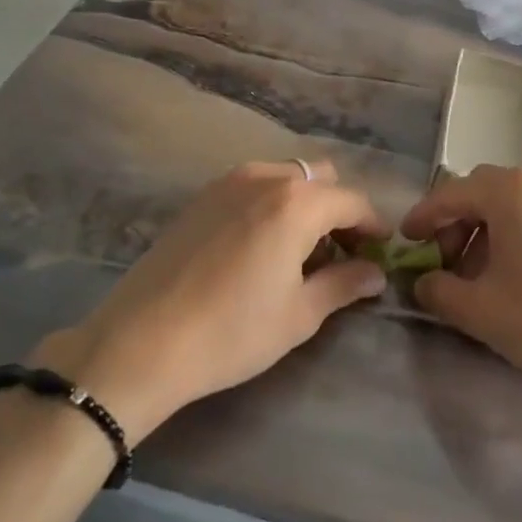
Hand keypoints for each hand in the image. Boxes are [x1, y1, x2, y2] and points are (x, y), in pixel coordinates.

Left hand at [33, 162, 387, 439]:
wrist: (140, 343)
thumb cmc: (231, 332)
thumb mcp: (299, 314)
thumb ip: (343, 284)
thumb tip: (375, 273)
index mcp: (297, 203)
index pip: (352, 201)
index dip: (373, 225)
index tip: (381, 251)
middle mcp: (266, 178)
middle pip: (320, 178)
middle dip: (339, 209)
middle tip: (341, 252)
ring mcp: (228, 182)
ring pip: (286, 177)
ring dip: (305, 204)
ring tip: (300, 251)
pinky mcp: (201, 197)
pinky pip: (253, 186)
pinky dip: (272, 204)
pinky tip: (262, 247)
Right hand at [400, 165, 521, 399]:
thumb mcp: (481, 311)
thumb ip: (439, 291)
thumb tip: (423, 282)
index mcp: (511, 191)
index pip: (451, 193)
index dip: (423, 216)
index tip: (407, 240)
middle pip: (483, 194)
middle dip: (456, 225)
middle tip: (444, 262)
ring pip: (514, 207)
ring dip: (487, 233)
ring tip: (480, 276)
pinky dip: (517, 238)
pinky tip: (518, 278)